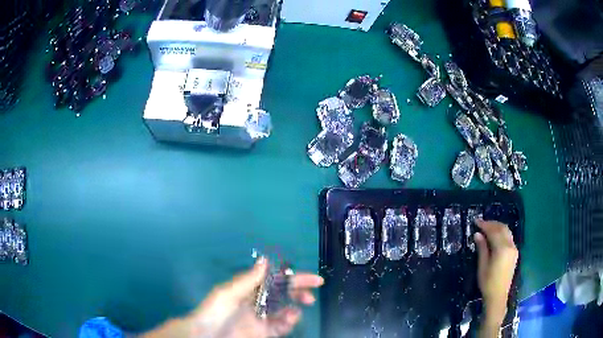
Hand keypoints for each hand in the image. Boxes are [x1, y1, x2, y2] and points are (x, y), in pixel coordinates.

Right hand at [474, 220, 517, 330]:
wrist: (498, 296)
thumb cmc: (488, 282)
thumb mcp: (482, 266)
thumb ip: (482, 248)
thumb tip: (477, 234)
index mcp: (502, 249)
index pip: (494, 231)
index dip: (485, 225)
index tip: (476, 221)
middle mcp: (510, 245)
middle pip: (502, 228)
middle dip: (492, 224)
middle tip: (481, 223)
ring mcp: (514, 248)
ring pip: (507, 231)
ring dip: (497, 227)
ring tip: (487, 227)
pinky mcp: (514, 252)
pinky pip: (509, 237)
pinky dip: (502, 233)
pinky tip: (495, 236)